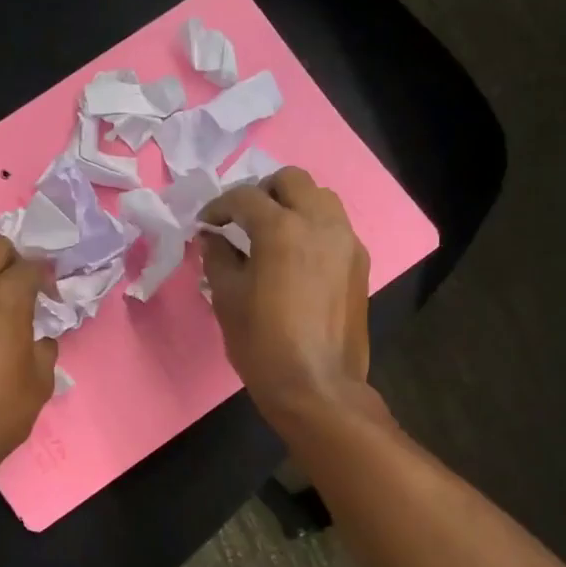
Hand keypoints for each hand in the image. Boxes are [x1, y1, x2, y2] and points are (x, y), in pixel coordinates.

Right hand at [200, 168, 370, 423]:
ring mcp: (346, 241)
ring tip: (272, 234)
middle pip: (291, 180)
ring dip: (292, 204)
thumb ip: (217, 257)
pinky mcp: (359, 263)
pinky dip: (313, 227)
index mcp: (282, 229)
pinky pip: (335, 226)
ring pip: (320, 198)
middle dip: (262, 192)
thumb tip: (212, 237)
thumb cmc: (262, 344)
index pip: (245, 197)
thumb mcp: (227, 299)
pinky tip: (297, 258)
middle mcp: (320, 223)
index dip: (219, 206)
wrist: (317, 386)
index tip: (206, 225)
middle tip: (242, 220)